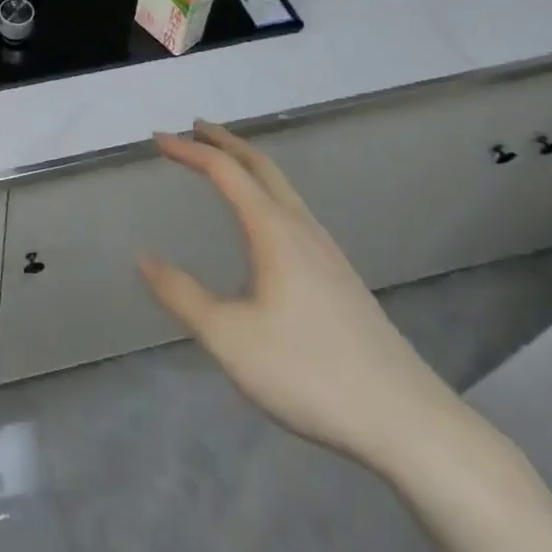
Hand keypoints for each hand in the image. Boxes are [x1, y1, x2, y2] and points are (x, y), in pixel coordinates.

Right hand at [137, 120, 468, 472]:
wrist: (407, 423)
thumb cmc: (309, 372)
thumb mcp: (228, 338)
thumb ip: (182, 295)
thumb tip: (143, 259)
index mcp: (273, 230)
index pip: (224, 170)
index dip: (188, 150)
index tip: (157, 139)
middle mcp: (302, 228)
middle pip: (261, 166)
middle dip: (224, 141)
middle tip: (193, 128)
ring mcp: (328, 252)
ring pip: (283, 188)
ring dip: (248, 166)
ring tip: (224, 166)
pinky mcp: (341, 278)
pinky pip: (294, 211)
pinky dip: (266, 192)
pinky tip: (265, 225)